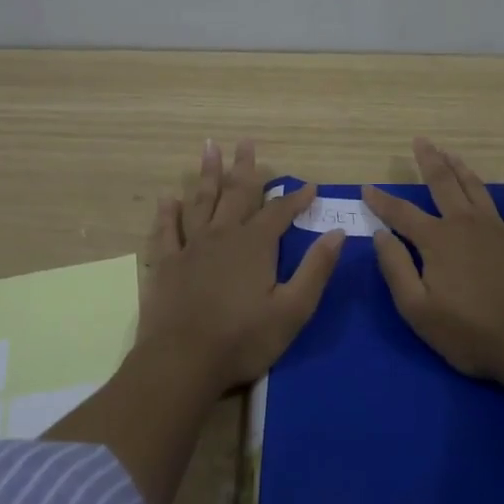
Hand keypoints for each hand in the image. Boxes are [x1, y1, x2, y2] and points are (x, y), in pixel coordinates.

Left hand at [137, 137, 344, 396]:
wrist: (182, 362)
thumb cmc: (243, 339)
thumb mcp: (292, 310)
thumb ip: (315, 270)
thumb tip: (337, 234)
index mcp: (255, 245)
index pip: (280, 212)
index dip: (296, 198)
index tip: (310, 186)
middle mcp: (222, 235)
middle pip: (237, 193)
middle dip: (245, 168)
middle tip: (246, 141)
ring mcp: (191, 247)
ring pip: (201, 201)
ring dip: (207, 174)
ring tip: (209, 147)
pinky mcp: (166, 264)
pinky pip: (166, 230)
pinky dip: (168, 213)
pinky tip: (168, 198)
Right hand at [363, 139, 503, 382]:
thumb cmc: (470, 333)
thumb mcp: (418, 310)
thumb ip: (396, 269)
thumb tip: (380, 235)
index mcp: (436, 240)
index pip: (400, 213)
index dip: (381, 201)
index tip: (366, 188)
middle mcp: (464, 224)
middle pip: (442, 184)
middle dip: (428, 161)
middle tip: (420, 141)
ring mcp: (496, 227)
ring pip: (474, 187)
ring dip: (460, 166)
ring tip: (449, 151)